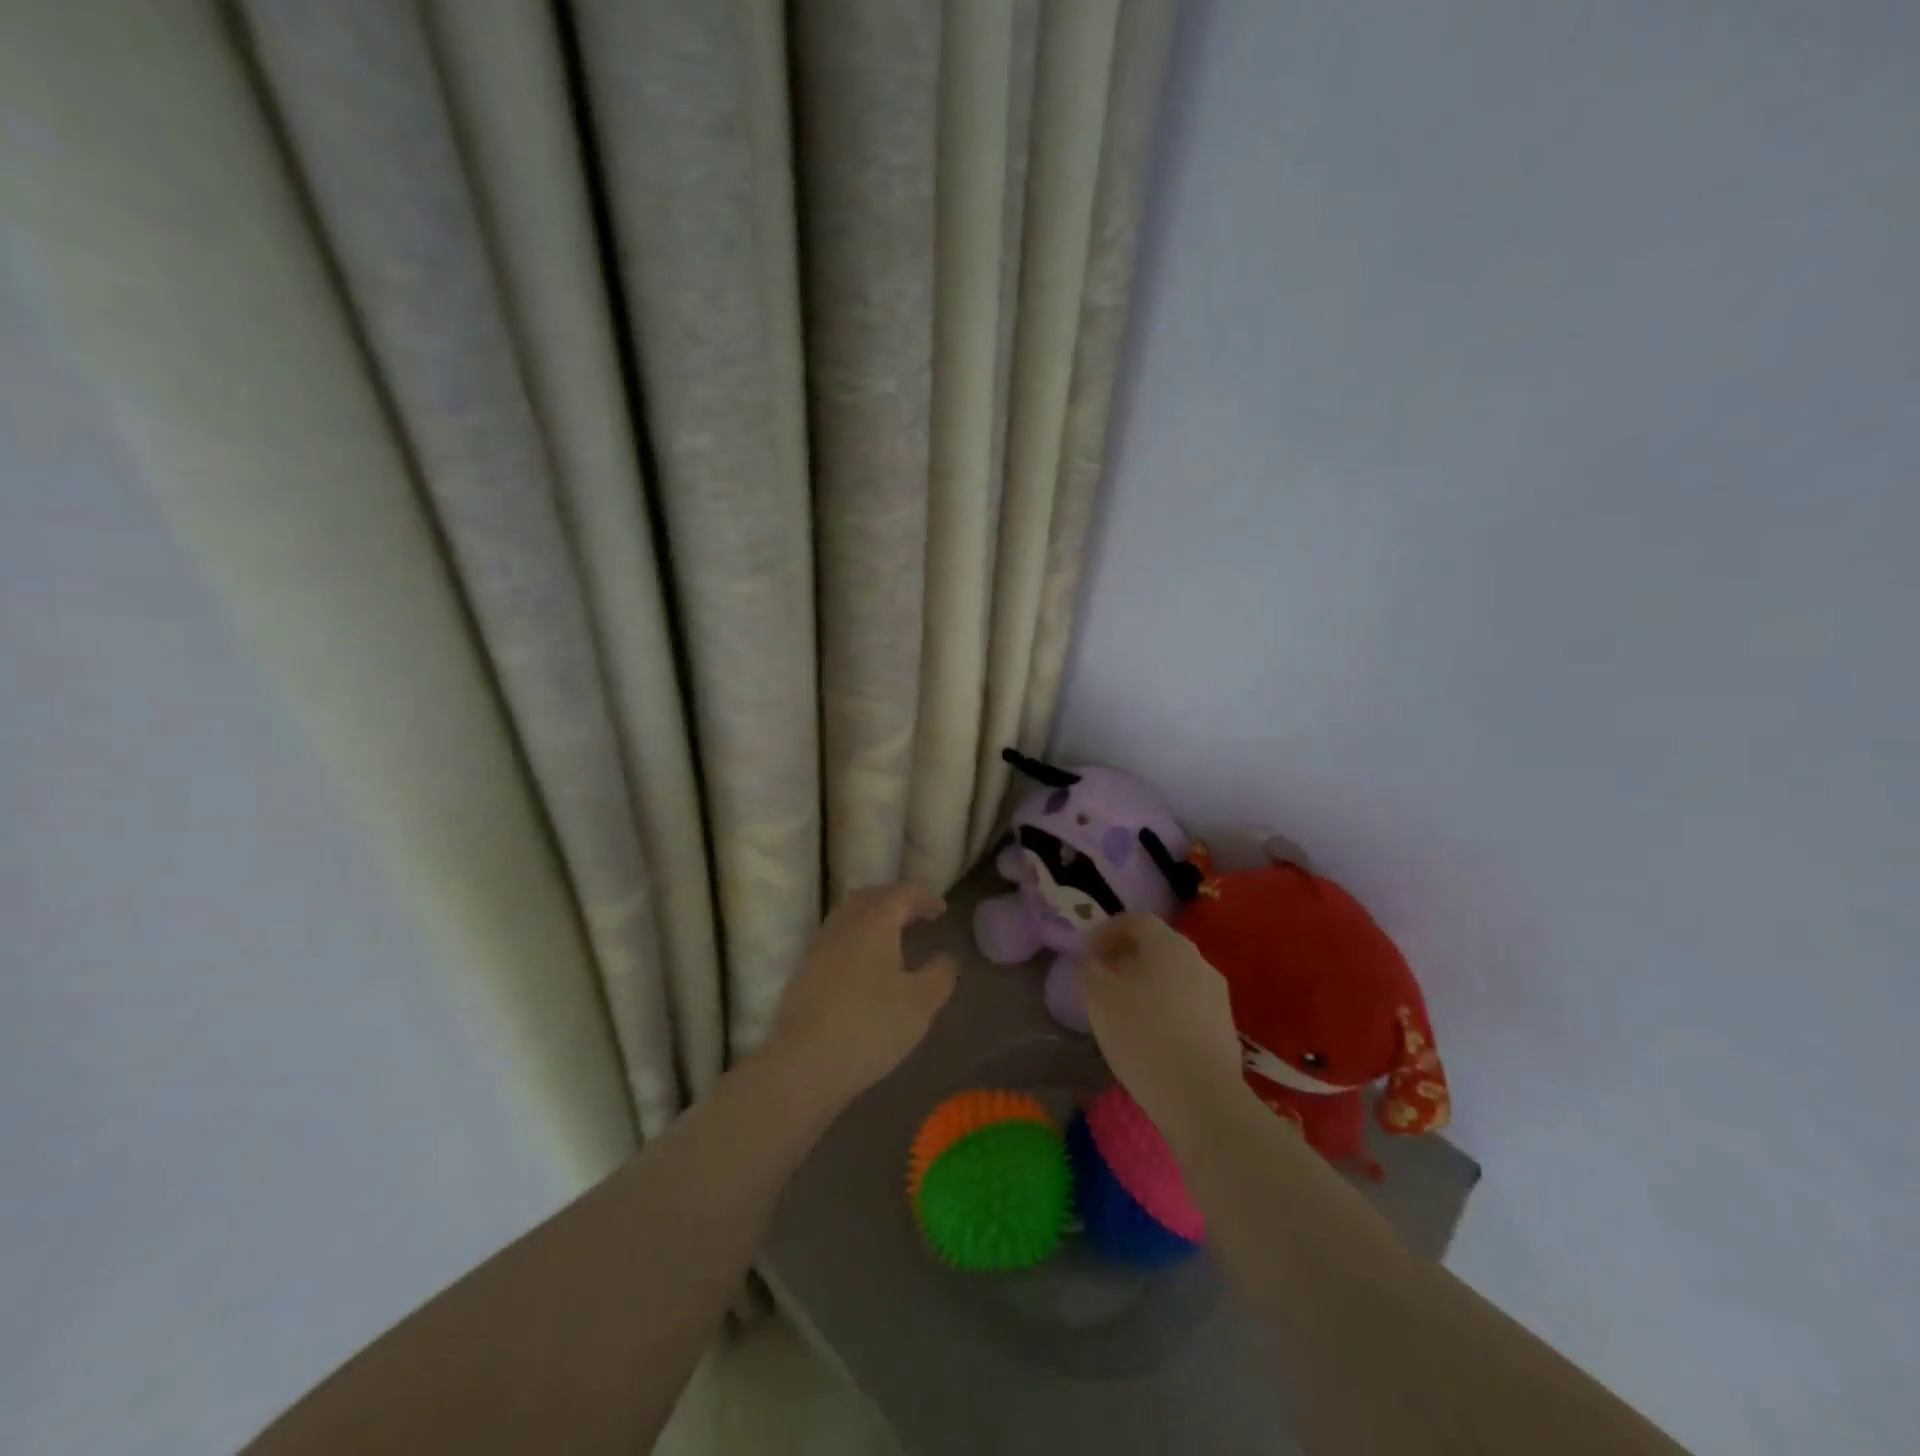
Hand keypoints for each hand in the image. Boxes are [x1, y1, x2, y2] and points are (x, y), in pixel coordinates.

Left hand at [767, 883, 958, 1109]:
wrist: (803, 1064)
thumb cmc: (870, 1027)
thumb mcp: (921, 1004)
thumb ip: (940, 974)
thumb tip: (946, 958)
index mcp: (873, 923)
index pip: (900, 894)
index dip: (923, 896)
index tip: (941, 909)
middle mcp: (843, 925)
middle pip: (870, 897)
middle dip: (895, 900)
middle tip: (917, 915)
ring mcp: (819, 947)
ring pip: (848, 916)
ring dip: (873, 918)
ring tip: (893, 938)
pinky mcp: (805, 972)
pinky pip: (836, 939)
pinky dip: (856, 938)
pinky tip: (865, 965)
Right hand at [1079, 914, 1248, 1138]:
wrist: (1202, 1098)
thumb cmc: (1144, 1036)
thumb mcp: (1100, 999)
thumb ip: (1089, 971)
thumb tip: (1088, 960)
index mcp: (1169, 945)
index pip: (1137, 920)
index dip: (1108, 931)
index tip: (1088, 952)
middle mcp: (1198, 960)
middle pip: (1158, 947)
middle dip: (1127, 957)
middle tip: (1102, 978)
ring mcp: (1217, 994)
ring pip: (1174, 976)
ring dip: (1147, 983)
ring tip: (1123, 1009)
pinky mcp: (1225, 1027)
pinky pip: (1188, 1004)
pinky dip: (1165, 1008)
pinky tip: (1150, 1034)